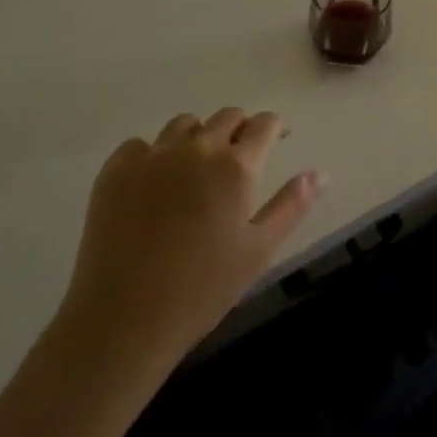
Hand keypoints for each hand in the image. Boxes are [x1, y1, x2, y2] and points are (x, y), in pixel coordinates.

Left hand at [56, 109, 322, 367]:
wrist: (123, 320)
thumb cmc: (202, 289)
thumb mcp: (259, 250)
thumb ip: (293, 205)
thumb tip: (321, 173)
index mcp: (236, 165)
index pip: (264, 123)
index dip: (274, 128)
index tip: (276, 140)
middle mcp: (197, 147)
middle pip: (227, 116)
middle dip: (239, 129)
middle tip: (237, 161)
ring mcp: (153, 155)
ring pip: (184, 124)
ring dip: (198, 137)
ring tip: (195, 171)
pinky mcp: (115, 170)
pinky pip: (141, 145)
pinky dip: (153, 155)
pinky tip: (153, 186)